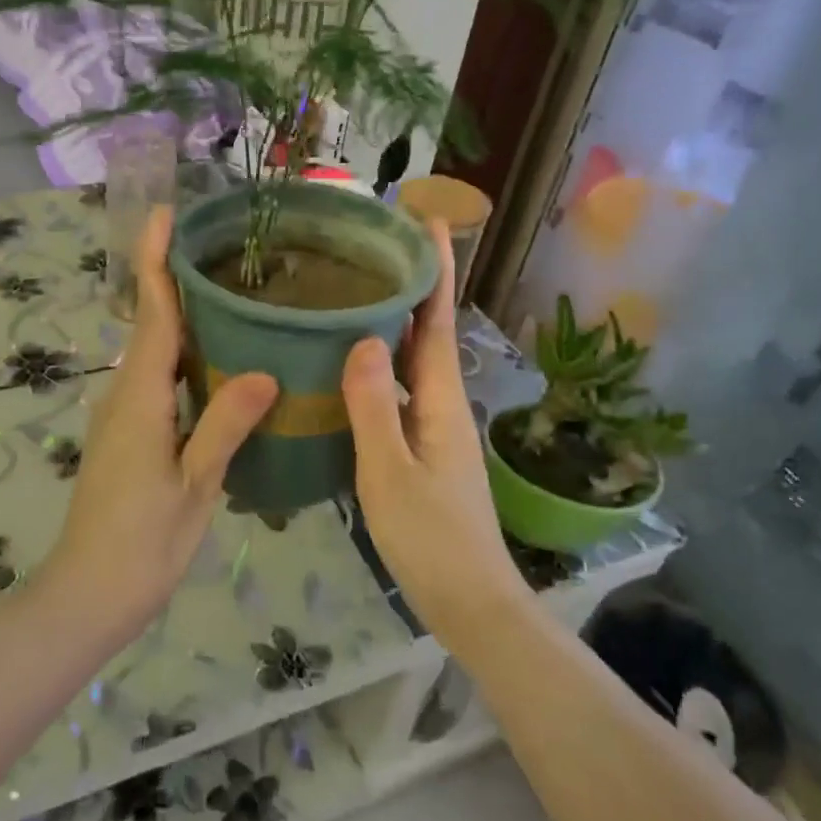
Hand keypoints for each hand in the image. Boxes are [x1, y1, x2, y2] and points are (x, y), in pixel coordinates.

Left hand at [46, 206, 278, 634]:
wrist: (88, 594)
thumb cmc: (141, 543)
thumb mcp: (194, 486)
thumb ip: (224, 425)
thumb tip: (266, 370)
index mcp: (139, 398)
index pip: (153, 314)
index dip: (158, 262)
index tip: (167, 215)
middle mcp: (125, 395)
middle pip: (152, 324)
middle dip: (176, 280)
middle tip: (224, 249)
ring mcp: (124, 416)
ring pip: (156, 353)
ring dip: (183, 318)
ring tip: (233, 294)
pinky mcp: (129, 435)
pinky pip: (159, 380)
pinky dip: (185, 357)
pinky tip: (221, 362)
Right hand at [341, 222, 524, 635]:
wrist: (470, 600)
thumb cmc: (430, 538)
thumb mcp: (389, 472)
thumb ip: (373, 407)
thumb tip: (362, 338)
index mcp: (440, 400)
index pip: (436, 320)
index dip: (437, 270)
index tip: (430, 220)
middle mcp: (443, 404)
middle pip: (427, 333)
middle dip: (412, 287)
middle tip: (373, 249)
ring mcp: (435, 429)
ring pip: (413, 363)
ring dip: (394, 325)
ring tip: (354, 295)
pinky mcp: (424, 451)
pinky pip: (400, 392)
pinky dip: (381, 367)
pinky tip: (350, 369)